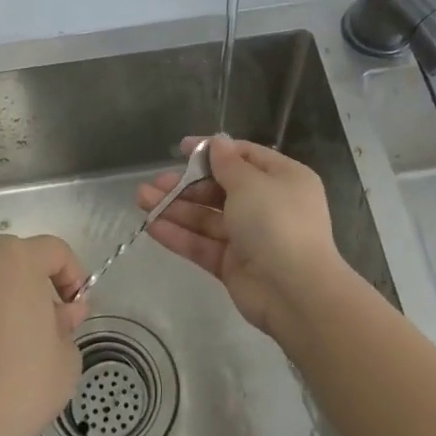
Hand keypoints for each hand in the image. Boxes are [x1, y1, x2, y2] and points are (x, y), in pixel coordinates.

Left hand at [0, 234, 88, 435]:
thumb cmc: (18, 391)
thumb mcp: (66, 360)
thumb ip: (66, 325)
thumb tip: (58, 315)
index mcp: (16, 261)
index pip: (54, 250)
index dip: (72, 276)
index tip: (75, 310)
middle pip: (9, 259)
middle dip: (28, 284)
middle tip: (39, 325)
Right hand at [135, 137, 342, 333]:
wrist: (294, 291)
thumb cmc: (276, 222)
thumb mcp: (251, 183)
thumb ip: (227, 164)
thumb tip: (217, 143)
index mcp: (282, 179)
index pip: (244, 157)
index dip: (212, 151)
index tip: (180, 149)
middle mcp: (268, 205)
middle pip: (221, 188)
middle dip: (186, 184)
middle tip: (155, 182)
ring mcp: (250, 237)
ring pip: (208, 217)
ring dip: (176, 208)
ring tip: (141, 199)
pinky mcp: (234, 265)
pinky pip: (204, 244)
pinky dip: (180, 235)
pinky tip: (152, 225)